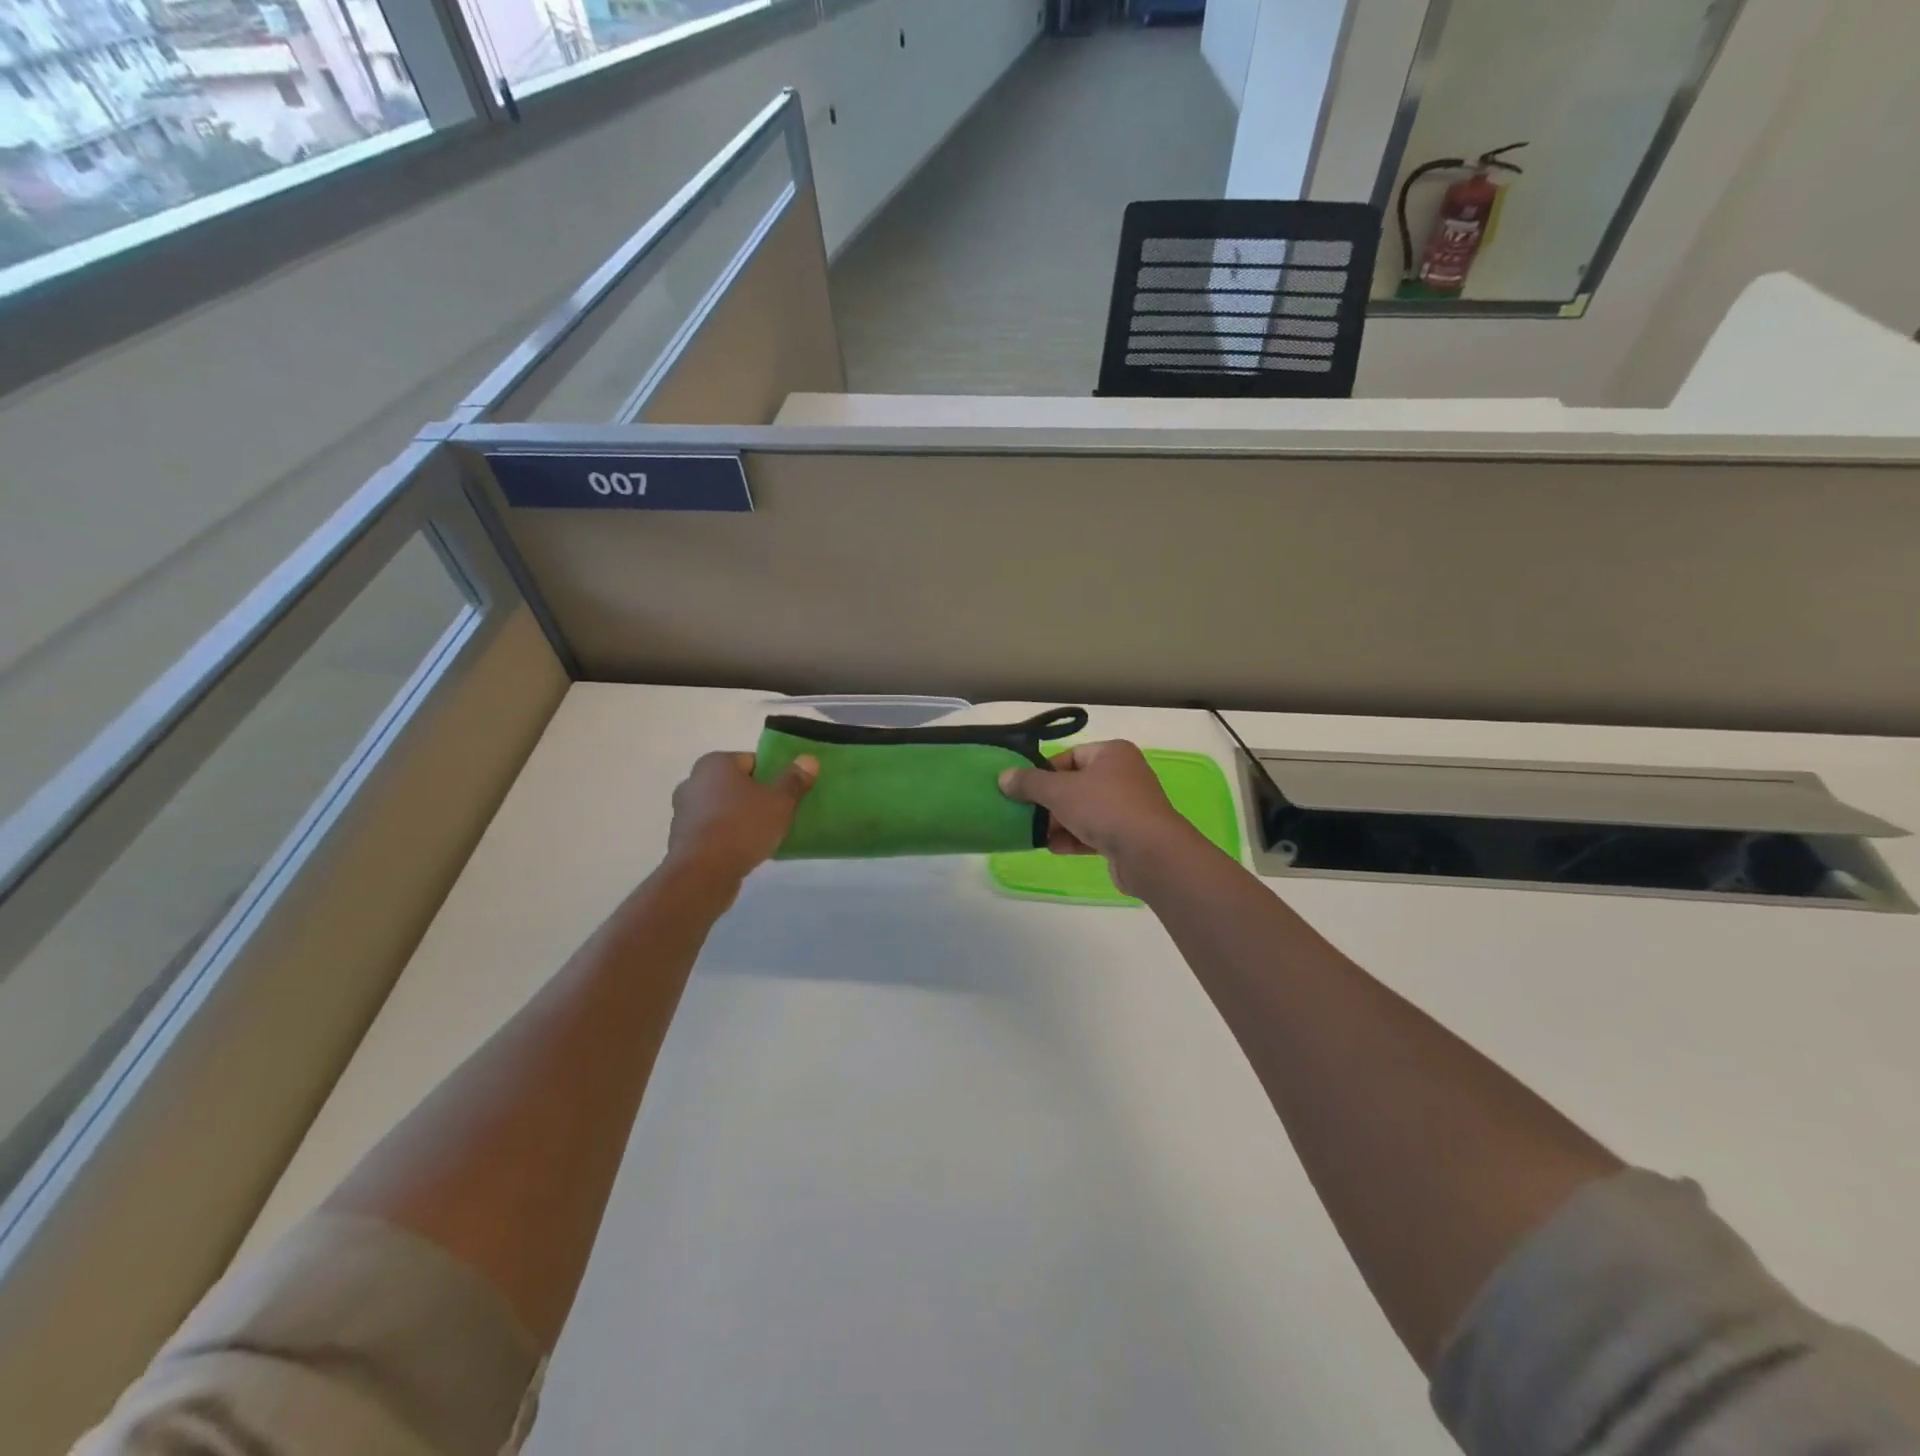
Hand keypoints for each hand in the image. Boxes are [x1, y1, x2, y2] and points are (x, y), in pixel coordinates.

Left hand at [667, 751, 816, 881]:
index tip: (786, 795)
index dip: (773, 776)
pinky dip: (727, 837)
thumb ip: (794, 780)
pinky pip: (713, 831)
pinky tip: (745, 851)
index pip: (752, 761)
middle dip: (756, 797)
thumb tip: (809, 759)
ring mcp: (684, 811)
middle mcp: (693, 781)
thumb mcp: (779, 802)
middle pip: (736, 785)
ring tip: (764, 836)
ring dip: (741, 818)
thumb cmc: (742, 827)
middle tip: (778, 815)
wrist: (702, 874)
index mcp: (715, 763)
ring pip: (723, 809)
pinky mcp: (682, 839)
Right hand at [999, 741, 1195, 894]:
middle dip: (1050, 802)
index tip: (1025, 789)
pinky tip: (1055, 848)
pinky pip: (1094, 833)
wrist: (1149, 853)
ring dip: (1059, 823)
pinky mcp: (1127, 836)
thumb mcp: (1059, 791)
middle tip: (1026, 814)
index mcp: (1112, 753)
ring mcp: (1128, 807)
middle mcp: (1123, 776)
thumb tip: (1004, 777)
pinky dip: (1074, 839)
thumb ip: (1029, 783)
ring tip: (1035, 835)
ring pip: (1084, 811)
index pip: (1071, 756)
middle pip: (1076, 785)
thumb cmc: (1105, 808)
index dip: (1045, 771)